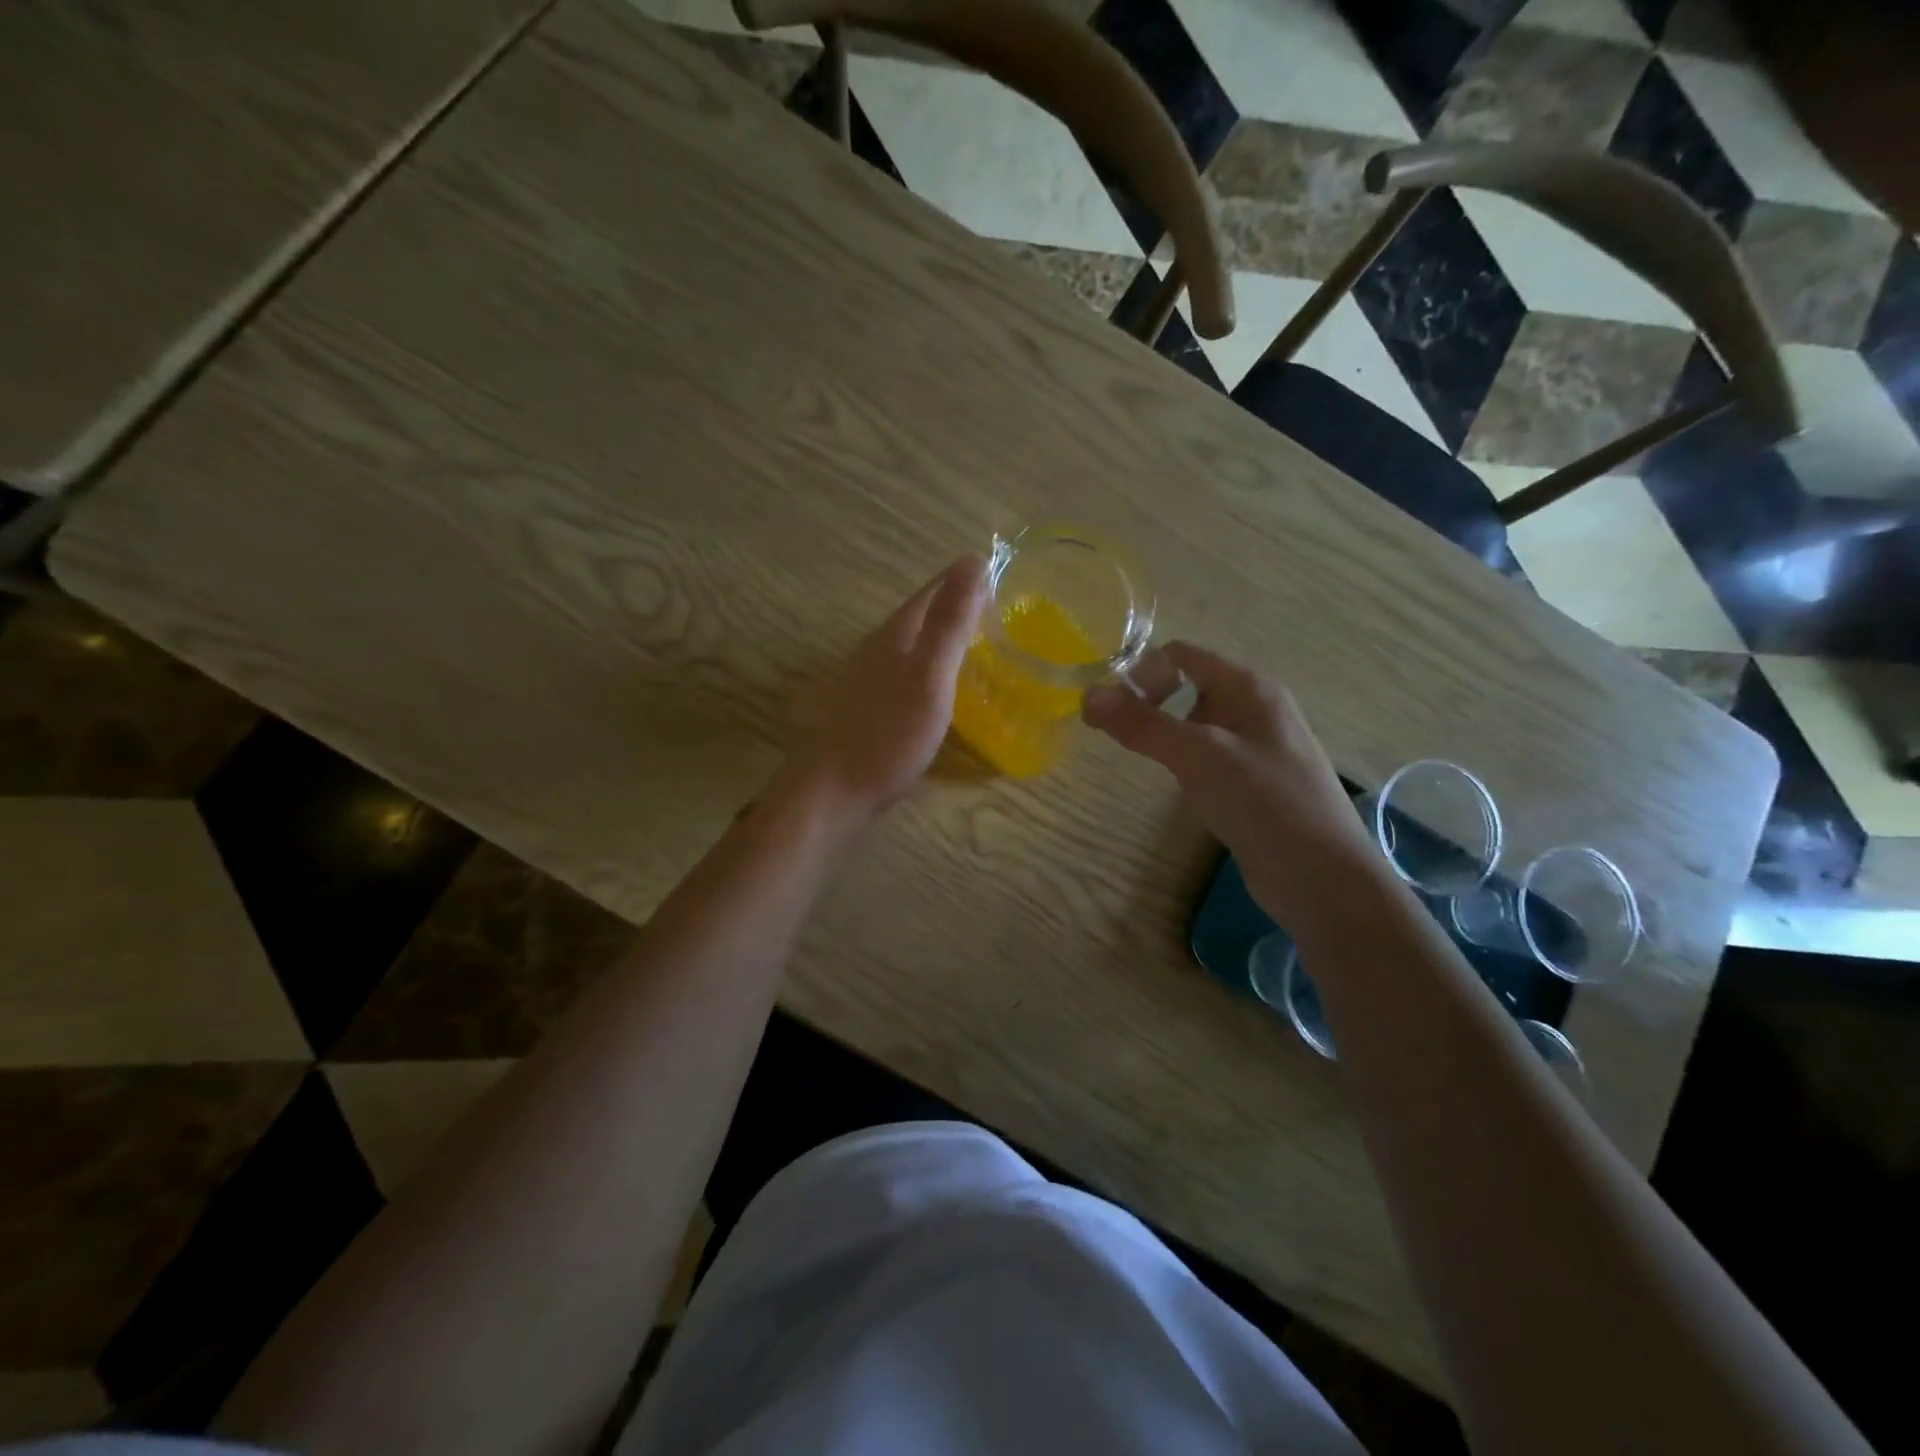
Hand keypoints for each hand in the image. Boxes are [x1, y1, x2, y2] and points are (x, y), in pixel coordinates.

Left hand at [781, 555, 987, 825]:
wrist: (835, 791)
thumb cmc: (889, 735)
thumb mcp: (929, 676)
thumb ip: (949, 622)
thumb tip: (972, 559)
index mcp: (895, 634)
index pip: (932, 591)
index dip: (965, 580)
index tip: (1002, 578)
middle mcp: (877, 648)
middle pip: (921, 617)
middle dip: (956, 608)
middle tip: (1000, 615)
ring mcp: (868, 679)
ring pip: (912, 646)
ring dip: (943, 640)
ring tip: (979, 648)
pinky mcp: (868, 708)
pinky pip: (907, 674)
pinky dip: (931, 671)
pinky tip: (943, 691)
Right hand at [1082, 642, 1375, 922]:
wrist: (1320, 876)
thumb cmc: (1262, 801)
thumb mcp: (1197, 755)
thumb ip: (1142, 724)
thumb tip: (1088, 695)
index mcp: (1247, 685)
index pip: (1180, 654)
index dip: (1141, 673)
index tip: (1113, 713)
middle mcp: (1253, 705)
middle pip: (1186, 684)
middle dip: (1148, 703)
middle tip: (1120, 737)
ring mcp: (1256, 743)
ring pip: (1195, 721)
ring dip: (1165, 732)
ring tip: (1146, 760)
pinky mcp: (1253, 778)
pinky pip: (1208, 752)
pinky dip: (1184, 759)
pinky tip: (1180, 784)